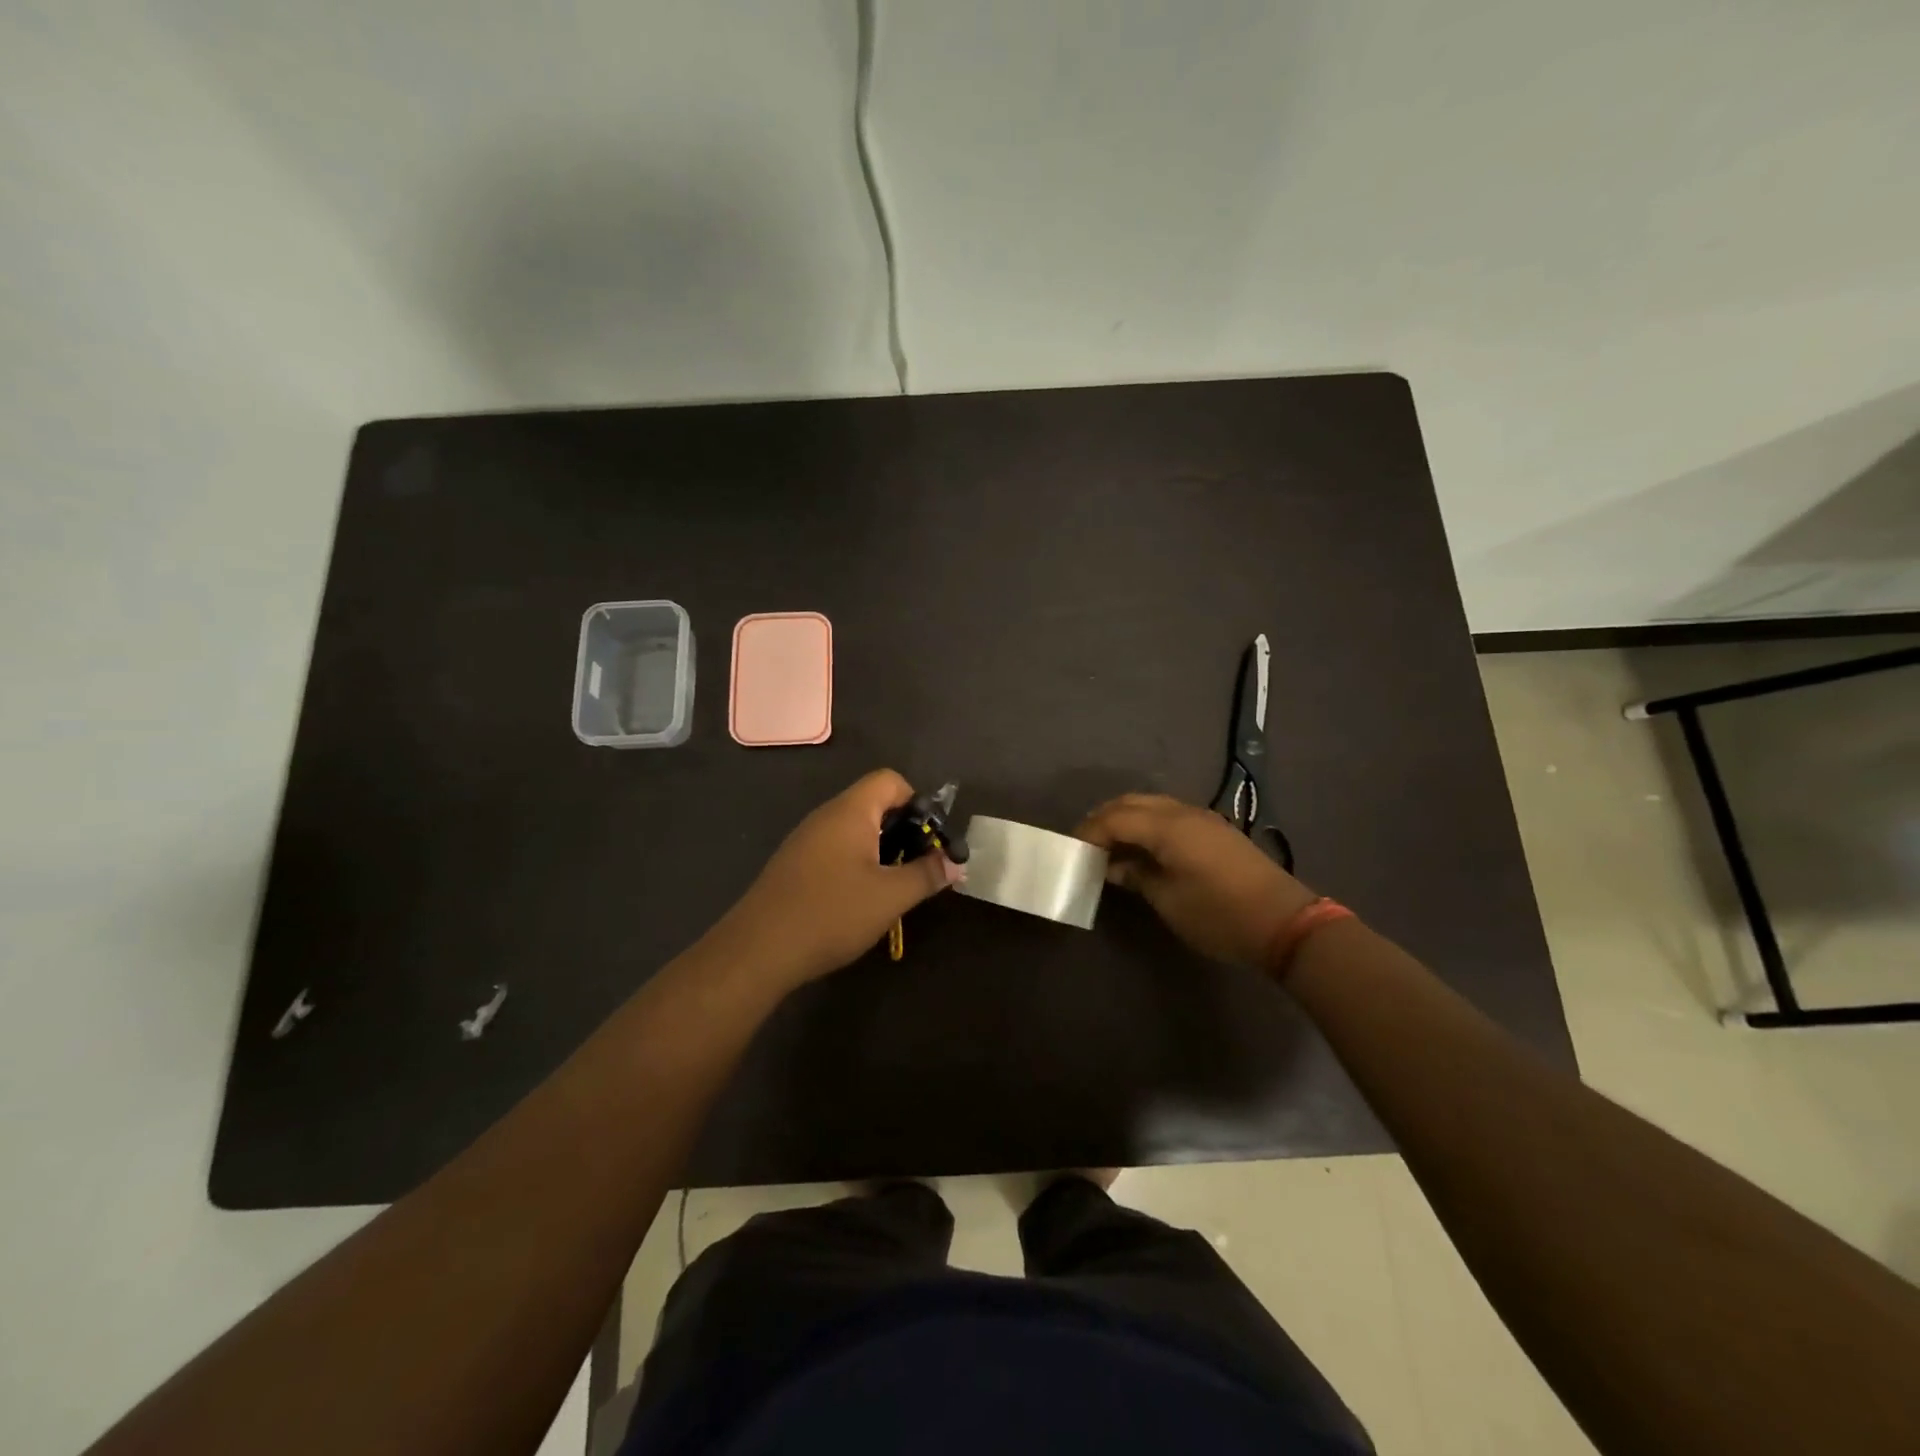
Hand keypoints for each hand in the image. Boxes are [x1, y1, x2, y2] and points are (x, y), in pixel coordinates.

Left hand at [719, 769, 962, 988]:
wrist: (758, 950)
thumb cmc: (831, 913)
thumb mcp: (890, 896)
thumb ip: (927, 874)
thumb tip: (956, 863)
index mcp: (849, 812)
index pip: (890, 780)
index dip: (916, 802)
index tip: (930, 839)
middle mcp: (826, 816)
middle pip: (873, 803)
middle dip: (903, 830)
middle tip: (919, 866)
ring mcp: (806, 840)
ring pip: (854, 830)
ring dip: (881, 850)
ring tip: (894, 886)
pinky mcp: (794, 865)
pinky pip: (835, 849)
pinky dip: (856, 864)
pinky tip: (860, 900)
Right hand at [1076, 793, 1317, 968]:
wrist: (1284, 922)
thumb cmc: (1219, 915)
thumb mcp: (1168, 901)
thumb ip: (1136, 876)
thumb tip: (1113, 866)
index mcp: (1168, 827)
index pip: (1115, 818)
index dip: (1089, 832)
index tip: (1071, 850)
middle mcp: (1183, 812)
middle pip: (1132, 803)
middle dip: (1104, 818)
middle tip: (1085, 843)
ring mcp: (1202, 818)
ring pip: (1151, 804)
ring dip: (1126, 818)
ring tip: (1109, 844)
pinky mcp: (1215, 829)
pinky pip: (1169, 813)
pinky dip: (1147, 823)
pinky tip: (1141, 846)